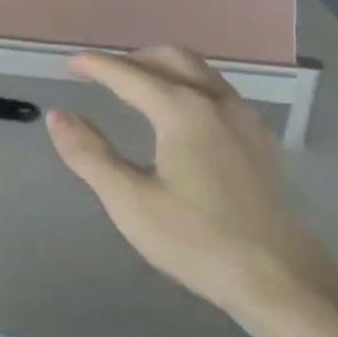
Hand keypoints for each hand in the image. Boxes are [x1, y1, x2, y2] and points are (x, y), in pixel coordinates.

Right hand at [46, 47, 337, 321]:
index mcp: (182, 110)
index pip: (129, 73)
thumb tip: (58, 116)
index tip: (71, 64)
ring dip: (164, 68)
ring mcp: (244, 117)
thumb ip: (90, 154)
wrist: (279, 279)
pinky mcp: (259, 138)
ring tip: (137, 88)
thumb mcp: (130, 201)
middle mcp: (216, 100)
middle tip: (104, 75)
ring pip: (199, 70)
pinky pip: (217, 90)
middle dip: (133, 59)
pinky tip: (181, 116)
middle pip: (171, 57)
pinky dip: (189, 85)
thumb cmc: (196, 240)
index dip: (96, 65)